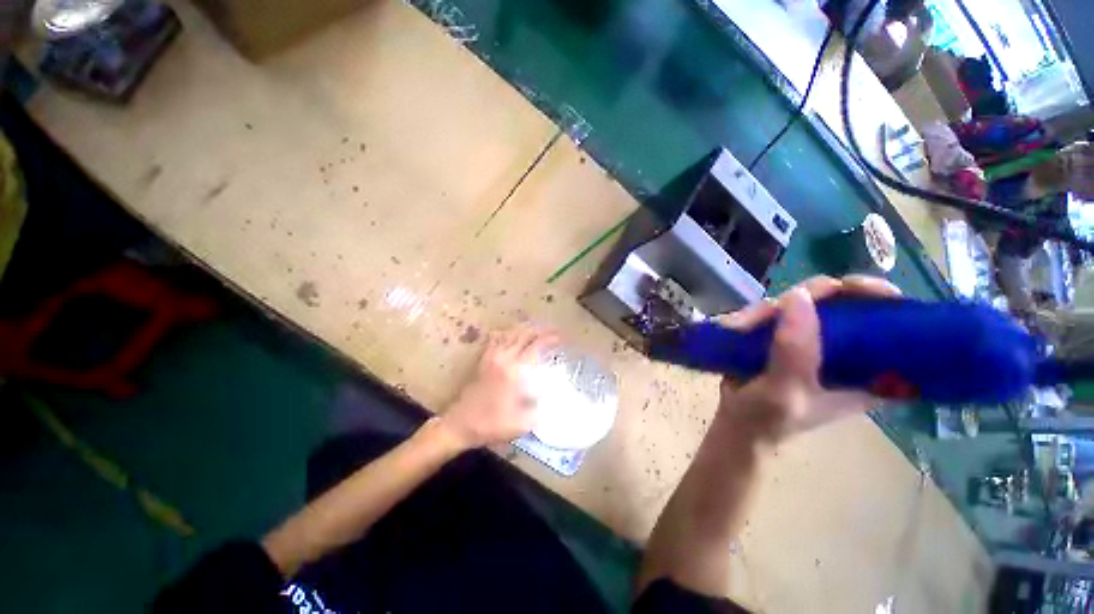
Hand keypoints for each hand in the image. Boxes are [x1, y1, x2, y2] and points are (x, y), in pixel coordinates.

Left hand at [439, 325, 558, 448]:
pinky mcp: (482, 361)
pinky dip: (505, 333)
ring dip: (525, 329)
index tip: (560, 338)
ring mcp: (491, 357)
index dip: (549, 339)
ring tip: (536, 329)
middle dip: (540, 330)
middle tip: (552, 330)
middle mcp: (503, 358)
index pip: (535, 347)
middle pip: (523, 335)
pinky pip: (494, 340)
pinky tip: (509, 333)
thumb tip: (551, 394)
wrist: (459, 425)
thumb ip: (540, 407)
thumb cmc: (491, 424)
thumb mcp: (522, 423)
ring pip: (510, 334)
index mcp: (514, 371)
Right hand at [715, 275, 901, 444]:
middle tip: (774, 309)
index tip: (858, 287)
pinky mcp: (783, 335)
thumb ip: (795, 351)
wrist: (737, 424)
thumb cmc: (769, 418)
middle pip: (842, 302)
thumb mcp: (786, 390)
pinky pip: (773, 311)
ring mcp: (811, 339)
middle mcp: (843, 349)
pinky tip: (736, 326)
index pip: (892, 325)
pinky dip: (753, 315)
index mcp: (867, 370)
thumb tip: (798, 297)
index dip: (883, 299)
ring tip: (740, 327)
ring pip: (801, 303)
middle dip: (808, 299)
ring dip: (767, 310)